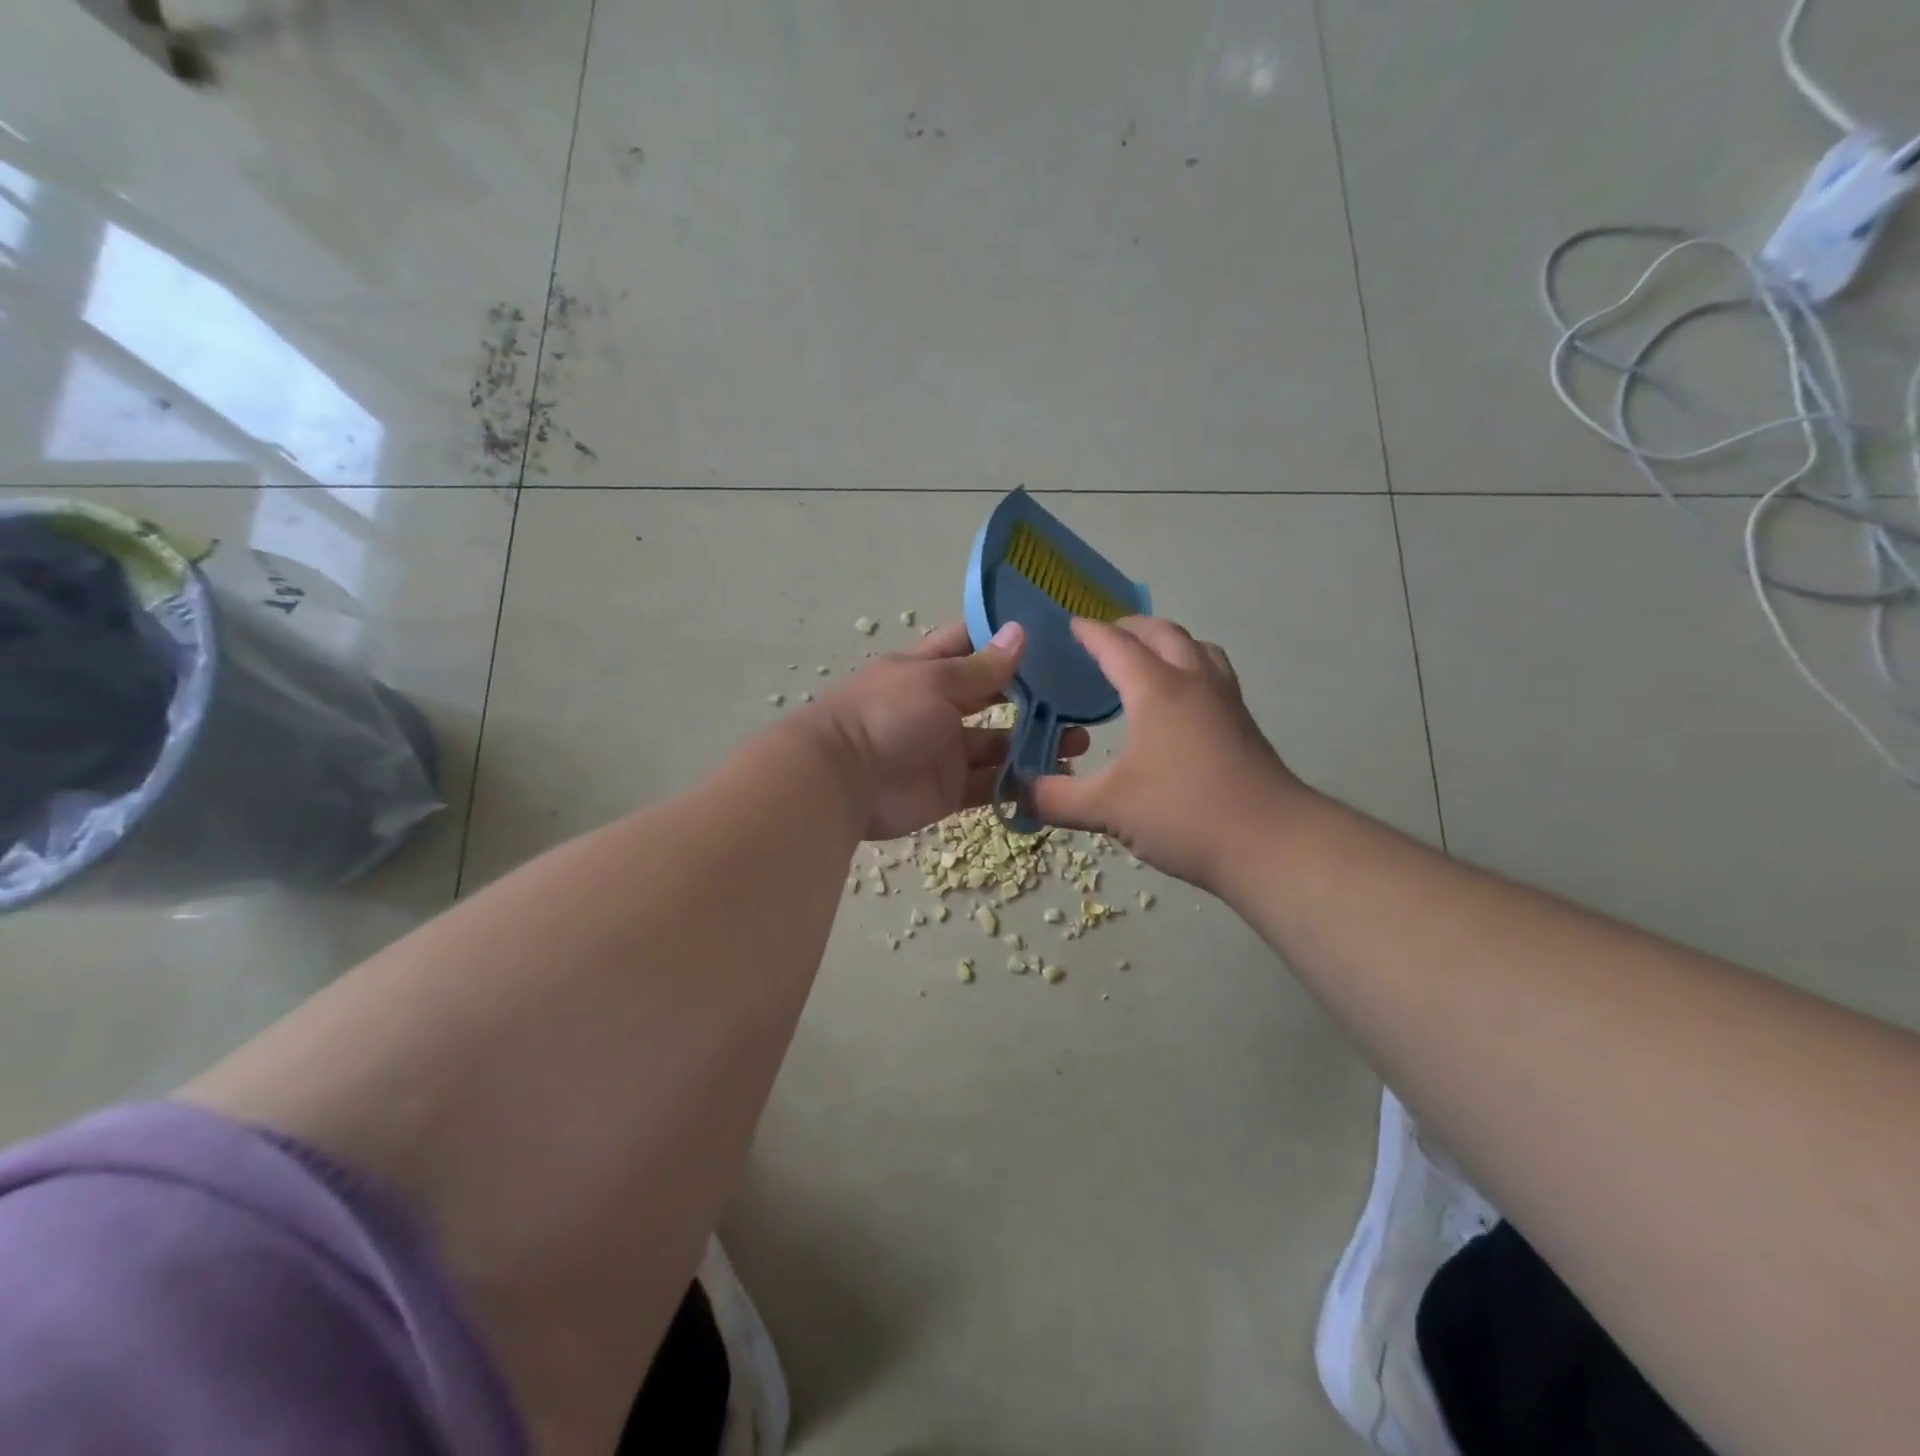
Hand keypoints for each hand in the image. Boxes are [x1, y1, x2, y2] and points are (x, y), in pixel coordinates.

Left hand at [810, 620, 1090, 841]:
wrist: (841, 782)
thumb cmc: (886, 714)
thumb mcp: (935, 681)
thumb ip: (982, 667)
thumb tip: (1020, 632)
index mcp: (930, 669)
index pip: (970, 643)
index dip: (1004, 638)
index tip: (1051, 634)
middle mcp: (940, 706)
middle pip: (994, 697)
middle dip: (1033, 697)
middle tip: (1079, 698)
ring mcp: (947, 750)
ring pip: (999, 744)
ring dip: (1034, 743)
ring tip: (1078, 742)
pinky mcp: (951, 790)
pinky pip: (991, 784)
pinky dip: (1019, 783)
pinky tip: (1055, 778)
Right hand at [1029, 617, 1304, 890]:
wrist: (1271, 843)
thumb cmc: (1183, 814)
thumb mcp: (1107, 809)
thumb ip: (1055, 798)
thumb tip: (1017, 792)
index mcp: (1157, 691)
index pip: (1117, 647)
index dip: (1091, 633)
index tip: (1071, 624)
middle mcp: (1194, 683)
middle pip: (1164, 634)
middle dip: (1132, 628)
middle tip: (1107, 636)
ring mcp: (1226, 702)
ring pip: (1199, 649)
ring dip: (1170, 642)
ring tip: (1149, 658)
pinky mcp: (1245, 726)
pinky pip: (1215, 675)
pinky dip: (1192, 668)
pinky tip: (1182, 703)